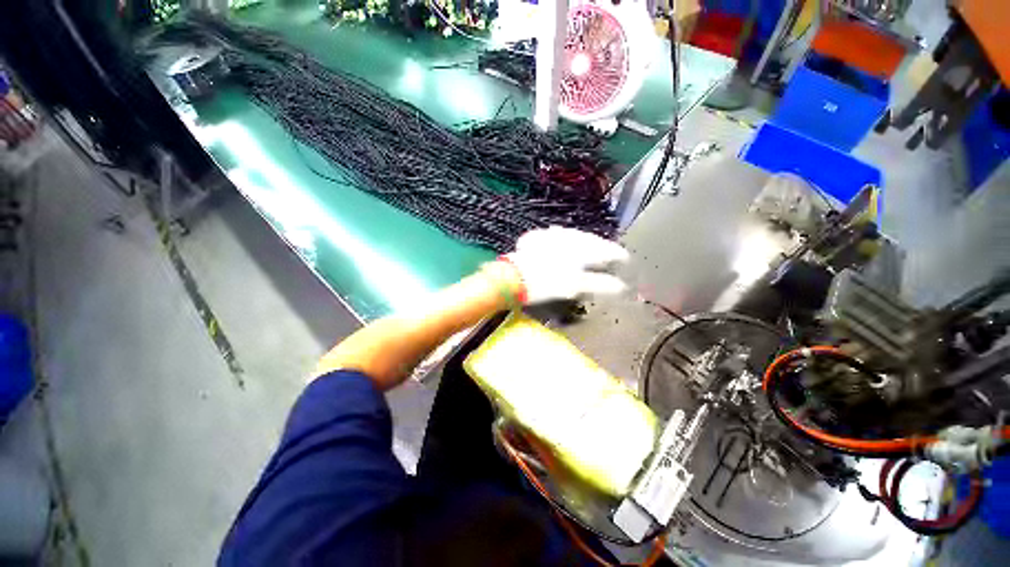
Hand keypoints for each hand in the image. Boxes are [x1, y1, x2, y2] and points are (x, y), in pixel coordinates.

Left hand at [504, 227, 628, 304]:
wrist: (515, 276)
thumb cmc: (548, 283)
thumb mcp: (576, 286)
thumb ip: (600, 284)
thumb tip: (621, 286)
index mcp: (583, 248)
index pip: (607, 249)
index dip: (618, 255)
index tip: (625, 260)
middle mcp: (570, 236)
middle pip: (592, 240)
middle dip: (601, 247)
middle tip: (609, 254)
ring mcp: (553, 234)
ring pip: (575, 235)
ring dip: (584, 242)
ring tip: (588, 248)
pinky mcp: (538, 236)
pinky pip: (557, 235)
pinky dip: (564, 240)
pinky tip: (561, 245)